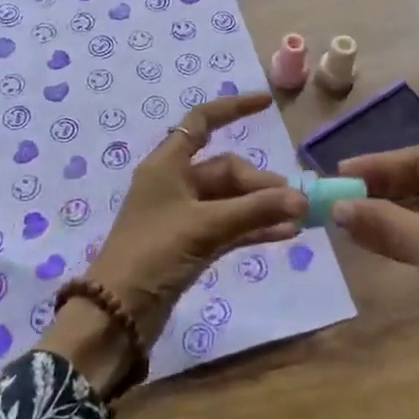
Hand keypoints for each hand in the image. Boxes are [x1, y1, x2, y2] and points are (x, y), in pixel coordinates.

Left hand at [43, 93, 305, 393]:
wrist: (117, 314)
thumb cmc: (152, 254)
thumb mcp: (204, 226)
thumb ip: (254, 210)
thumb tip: (301, 199)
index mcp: (167, 165)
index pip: (202, 122)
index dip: (233, 108)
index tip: (267, 104)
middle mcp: (176, 184)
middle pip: (226, 169)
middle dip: (260, 182)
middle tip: (293, 201)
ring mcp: (184, 215)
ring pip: (232, 200)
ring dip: (262, 206)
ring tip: (299, 215)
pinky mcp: (192, 244)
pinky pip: (231, 226)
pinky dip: (255, 227)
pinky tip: (286, 234)